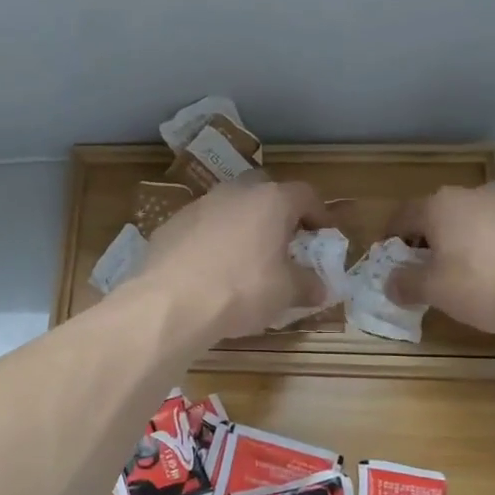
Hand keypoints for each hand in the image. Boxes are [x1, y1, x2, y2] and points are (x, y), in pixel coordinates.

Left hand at [139, 177, 328, 340]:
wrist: (171, 302)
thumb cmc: (241, 290)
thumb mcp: (286, 293)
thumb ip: (307, 285)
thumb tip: (319, 288)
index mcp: (271, 201)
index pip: (305, 194)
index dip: (319, 213)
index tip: (323, 234)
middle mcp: (235, 192)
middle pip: (264, 191)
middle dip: (277, 213)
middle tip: (283, 241)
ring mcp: (199, 205)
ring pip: (229, 207)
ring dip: (242, 225)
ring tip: (245, 258)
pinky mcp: (171, 224)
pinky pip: (201, 227)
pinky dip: (212, 241)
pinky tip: (210, 270)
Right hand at [387, 184, 494, 336]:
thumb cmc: (483, 285)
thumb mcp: (434, 291)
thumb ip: (405, 283)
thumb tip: (390, 282)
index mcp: (440, 206)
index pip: (402, 216)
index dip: (391, 237)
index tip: (390, 258)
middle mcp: (473, 195)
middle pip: (439, 214)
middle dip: (428, 238)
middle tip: (427, 267)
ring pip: (473, 219)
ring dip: (463, 239)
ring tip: (467, 270)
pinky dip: (494, 244)